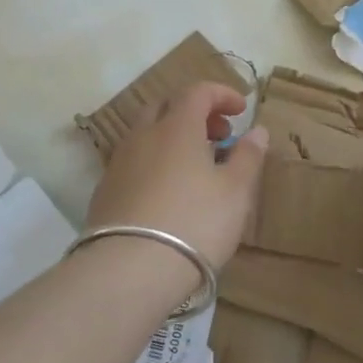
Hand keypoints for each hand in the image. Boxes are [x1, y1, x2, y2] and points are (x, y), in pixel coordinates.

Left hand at [85, 81, 268, 271]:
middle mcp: (143, 136)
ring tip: (196, 167)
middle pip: (167, 107)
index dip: (221, 94)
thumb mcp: (235, 192)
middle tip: (219, 135)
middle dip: (195, 113)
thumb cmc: (194, 223)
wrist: (128, 271)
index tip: (242, 109)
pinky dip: (155, 162)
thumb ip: (248, 156)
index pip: (197, 91)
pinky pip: (134, 162)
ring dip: (173, 138)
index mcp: (177, 127)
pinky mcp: (105, 192)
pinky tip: (167, 192)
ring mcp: (119, 163)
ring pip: (147, 135)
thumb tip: (257, 130)